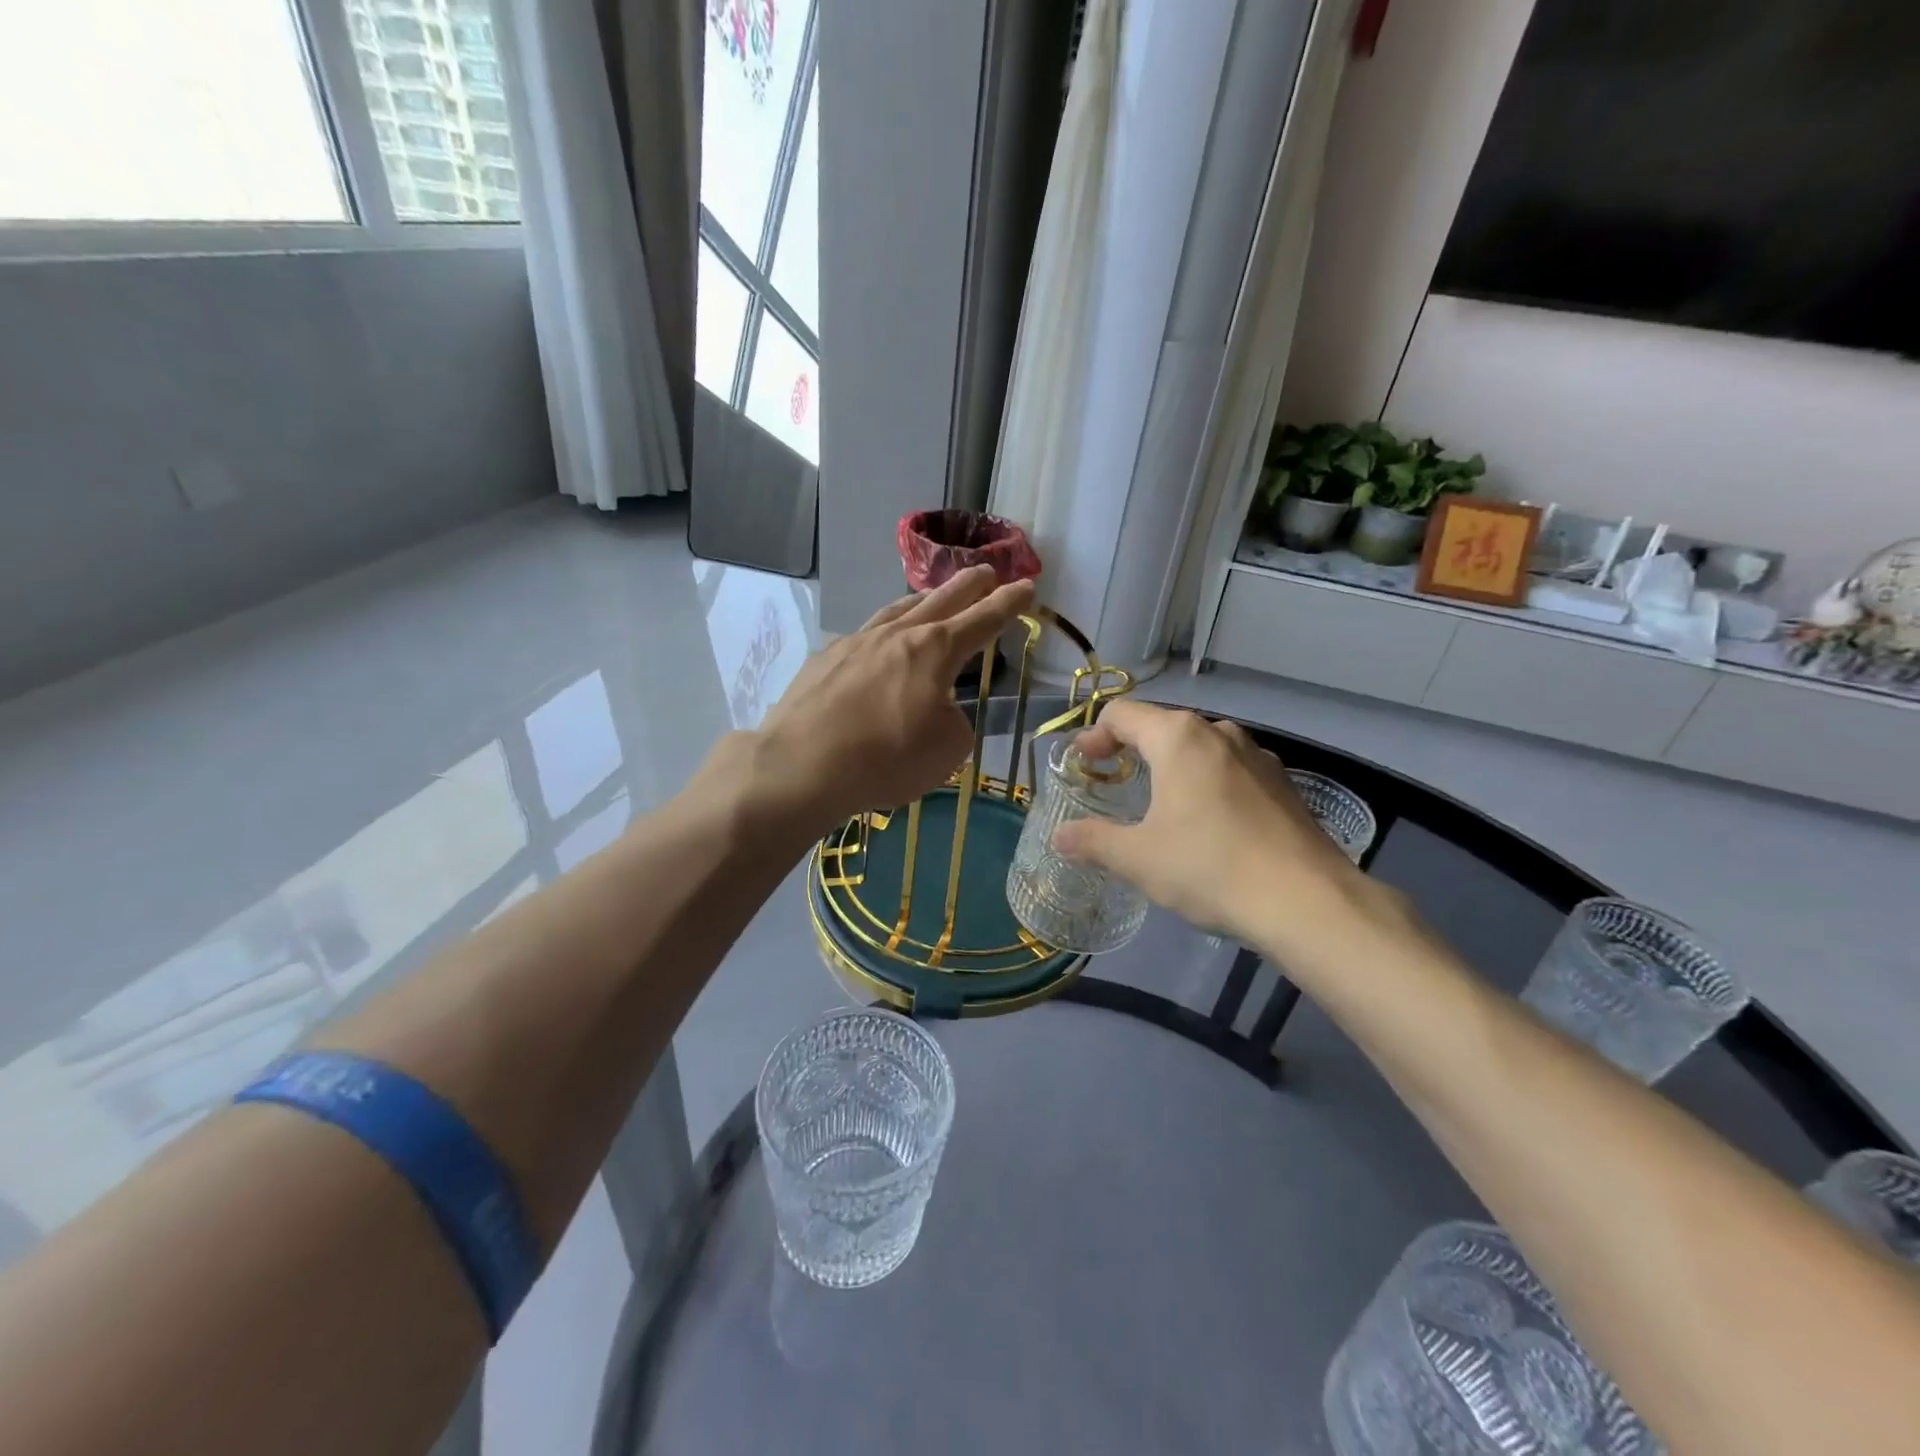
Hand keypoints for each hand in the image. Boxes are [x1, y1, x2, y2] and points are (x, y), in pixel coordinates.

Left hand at [752, 565, 1035, 828]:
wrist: (802, 765)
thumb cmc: (887, 758)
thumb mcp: (947, 749)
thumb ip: (954, 722)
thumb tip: (937, 710)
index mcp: (934, 650)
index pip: (982, 620)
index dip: (1008, 604)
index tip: (1027, 586)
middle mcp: (895, 635)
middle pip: (940, 599)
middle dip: (968, 585)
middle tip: (986, 572)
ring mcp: (855, 643)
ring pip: (896, 610)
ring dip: (921, 601)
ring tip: (931, 598)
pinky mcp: (823, 660)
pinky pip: (862, 639)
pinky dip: (880, 638)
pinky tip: (876, 649)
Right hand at [1051, 702, 1373, 952]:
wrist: (1308, 902)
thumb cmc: (1209, 868)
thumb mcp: (1138, 859)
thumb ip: (1093, 841)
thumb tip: (1060, 836)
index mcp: (1178, 738)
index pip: (1122, 714)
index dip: (1095, 735)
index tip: (1083, 764)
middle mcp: (1219, 733)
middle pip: (1162, 727)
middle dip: (1131, 750)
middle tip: (1113, 782)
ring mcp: (1258, 756)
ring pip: (1200, 748)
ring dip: (1171, 766)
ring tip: (1159, 804)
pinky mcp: (1283, 784)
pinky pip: (1230, 770)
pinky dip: (1206, 783)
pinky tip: (1208, 824)